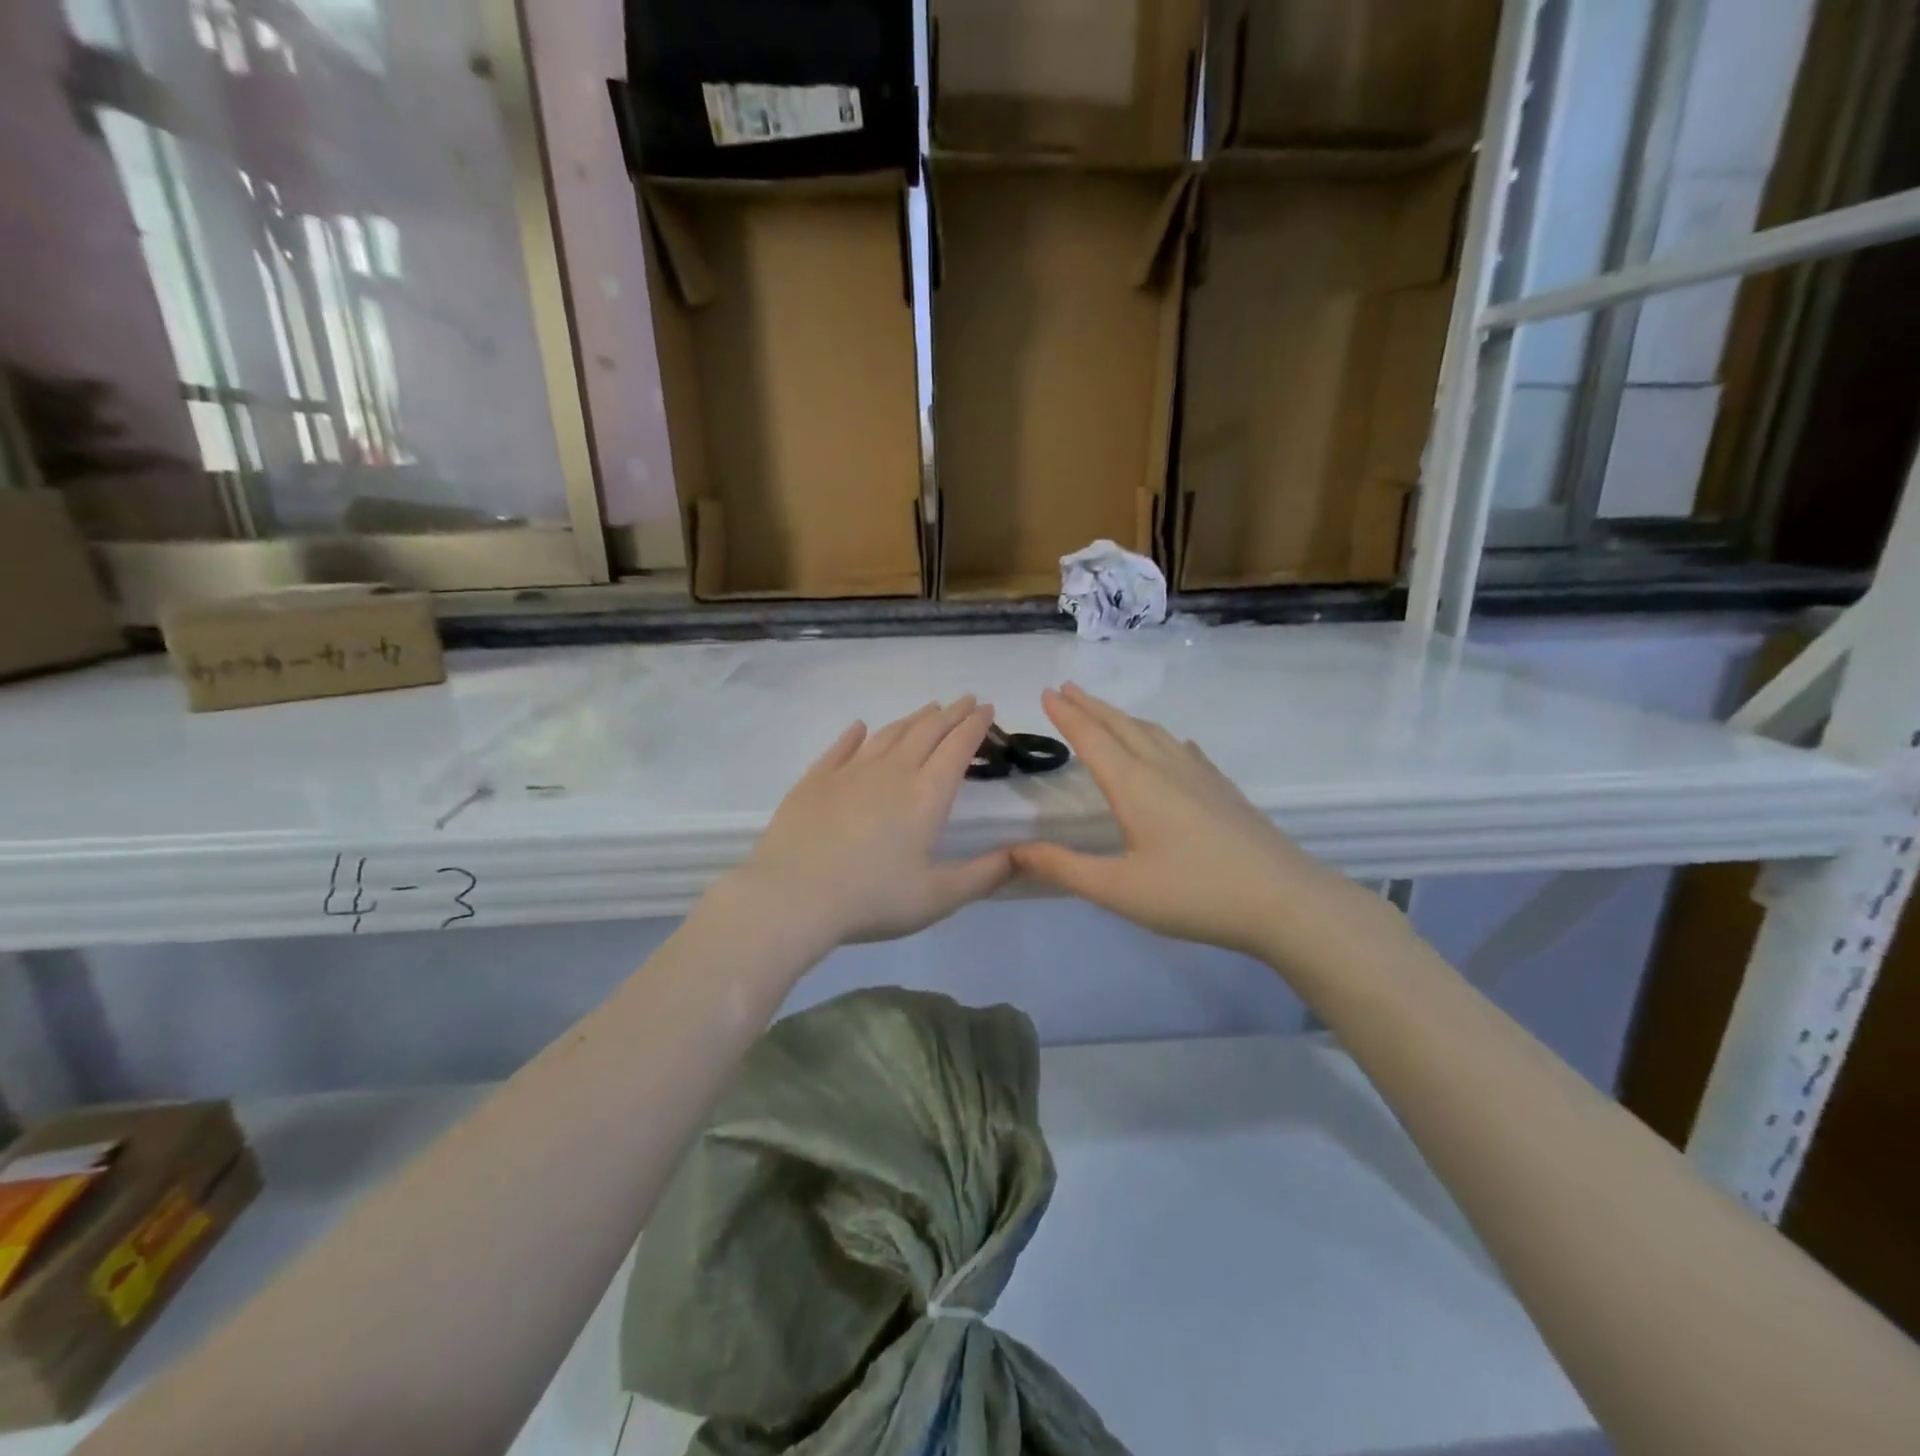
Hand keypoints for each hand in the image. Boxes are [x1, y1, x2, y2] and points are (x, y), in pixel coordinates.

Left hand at [733, 698, 1011, 949]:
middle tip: (966, 700)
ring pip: (889, 733)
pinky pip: (842, 747)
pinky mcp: (816, 779)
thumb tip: (1027, 855)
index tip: (987, 708)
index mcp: (926, 795)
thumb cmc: (872, 898)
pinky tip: (860, 727)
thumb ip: (985, 875)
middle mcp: (892, 771)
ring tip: (928, 709)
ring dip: (913, 718)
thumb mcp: (938, 897)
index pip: (958, 747)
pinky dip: (856, 734)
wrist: (793, 896)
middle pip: (927, 731)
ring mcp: (850, 771)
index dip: (976, 725)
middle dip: (951, 713)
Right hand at [1011, 684, 1368, 959]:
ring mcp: (1199, 775)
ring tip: (1105, 712)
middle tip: (1065, 687)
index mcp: (1134, 785)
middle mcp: (1164, 768)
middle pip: (1121, 726)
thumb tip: (1015, 850)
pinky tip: (1171, 746)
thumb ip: (1064, 868)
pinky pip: (1183, 749)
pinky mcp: (1223, 788)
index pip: (1092, 738)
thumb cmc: (1194, 894)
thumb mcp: (1118, 890)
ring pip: (1153, 733)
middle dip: (1090, 705)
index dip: (1067, 714)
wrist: (1284, 900)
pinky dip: (1162, 738)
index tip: (1046, 691)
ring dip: (1122, 717)